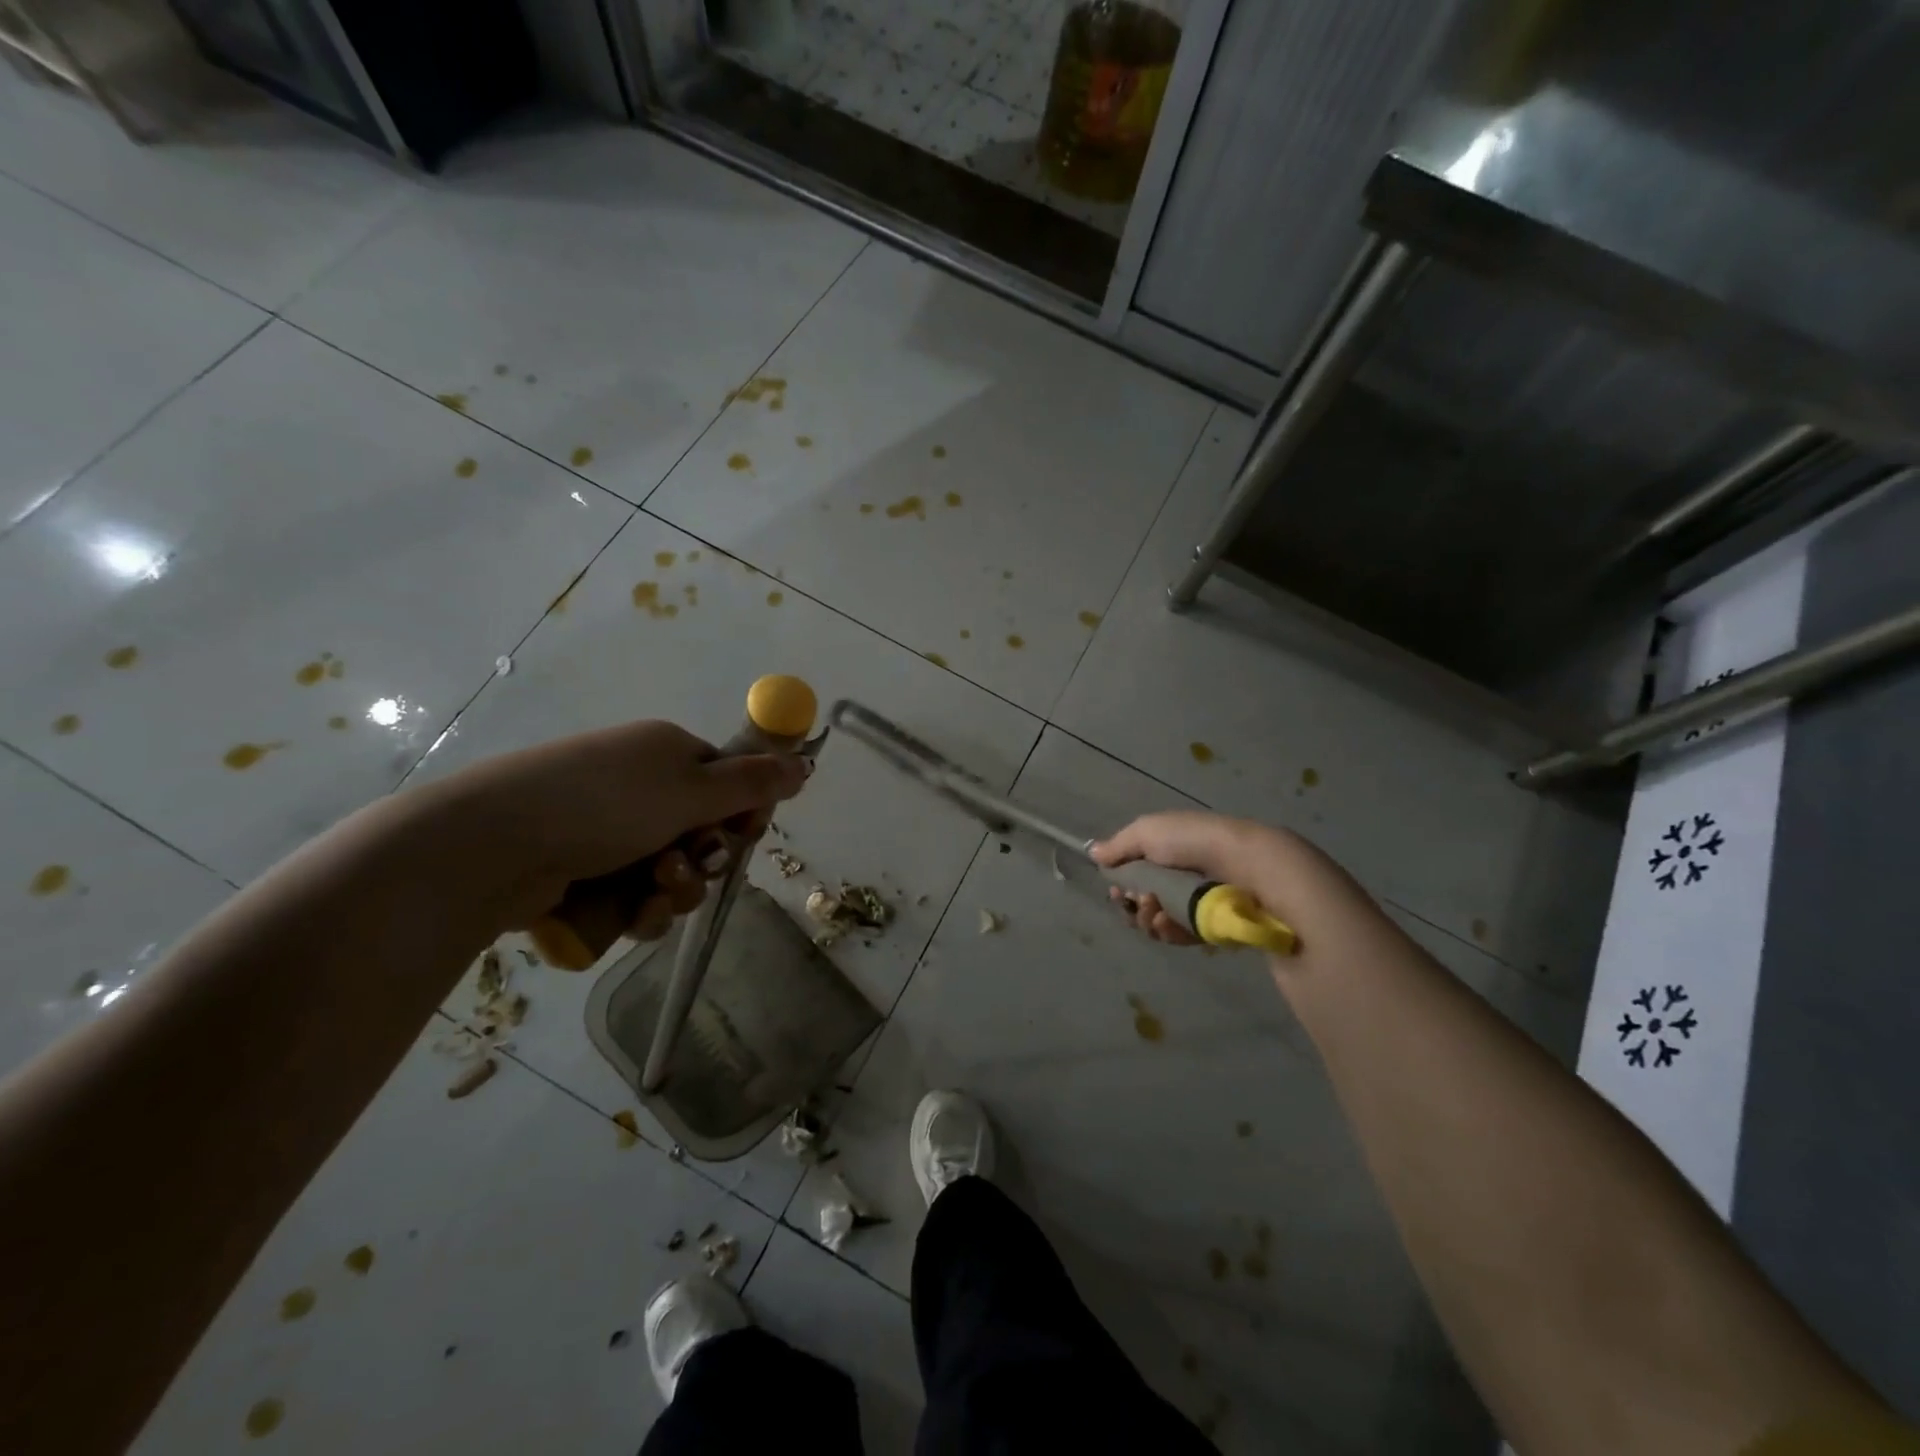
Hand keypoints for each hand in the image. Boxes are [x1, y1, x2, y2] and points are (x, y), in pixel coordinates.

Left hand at [419, 720, 808, 942]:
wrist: (491, 845)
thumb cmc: (605, 805)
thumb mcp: (692, 790)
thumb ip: (753, 783)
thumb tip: (805, 761)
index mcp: (667, 753)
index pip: (727, 781)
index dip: (742, 812)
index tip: (743, 834)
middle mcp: (640, 785)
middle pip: (703, 830)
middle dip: (706, 858)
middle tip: (689, 865)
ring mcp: (607, 828)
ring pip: (673, 870)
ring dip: (677, 888)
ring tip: (653, 892)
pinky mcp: (581, 870)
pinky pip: (635, 895)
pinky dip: (642, 908)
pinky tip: (631, 914)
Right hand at [1090, 811, 1393, 960]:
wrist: (1257, 871)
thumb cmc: (1199, 844)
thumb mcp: (1151, 831)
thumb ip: (1120, 844)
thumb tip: (1093, 852)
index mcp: (1176, 848)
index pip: (1140, 868)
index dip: (1124, 880)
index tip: (1117, 889)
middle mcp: (1189, 874)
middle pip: (1147, 897)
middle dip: (1135, 903)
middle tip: (1137, 904)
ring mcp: (1205, 903)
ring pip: (1162, 920)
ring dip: (1151, 919)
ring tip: (1157, 914)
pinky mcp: (1219, 929)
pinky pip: (1184, 937)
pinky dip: (1172, 933)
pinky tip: (1173, 927)